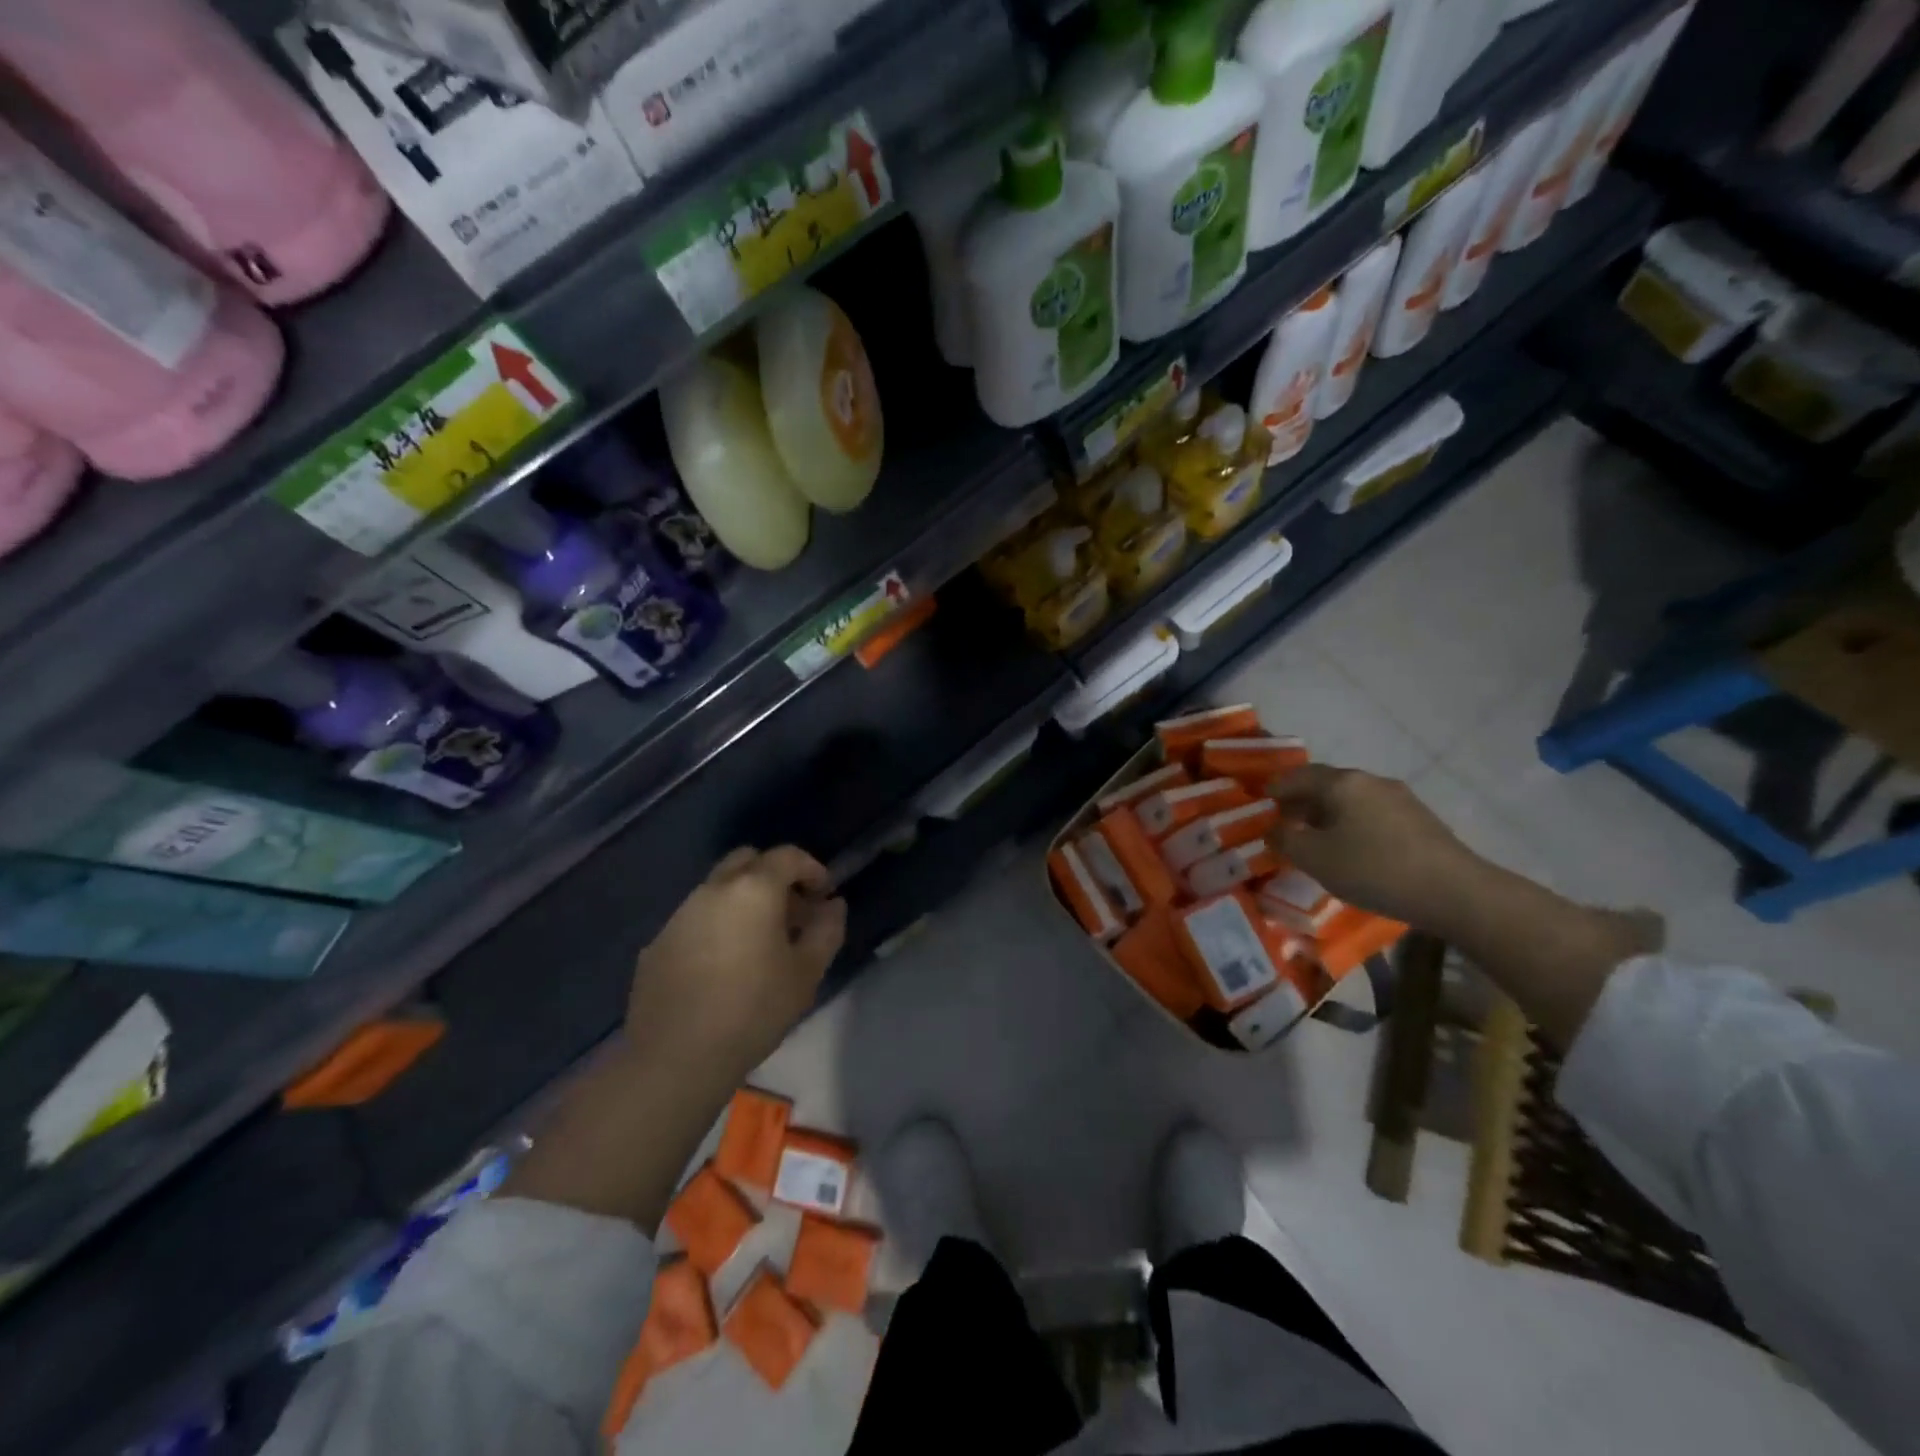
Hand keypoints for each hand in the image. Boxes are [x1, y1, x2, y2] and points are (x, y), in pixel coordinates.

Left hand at [626, 846, 845, 1079]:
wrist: (675, 1059)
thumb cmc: (753, 1011)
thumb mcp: (807, 973)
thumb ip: (827, 930)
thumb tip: (832, 905)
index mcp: (753, 889)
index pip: (787, 856)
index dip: (812, 869)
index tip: (824, 895)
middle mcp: (713, 890)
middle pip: (747, 861)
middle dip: (774, 875)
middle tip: (791, 912)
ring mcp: (679, 915)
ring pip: (718, 889)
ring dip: (743, 901)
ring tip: (759, 943)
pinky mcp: (657, 943)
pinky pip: (695, 919)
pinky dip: (716, 927)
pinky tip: (723, 967)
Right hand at [1268, 765, 1486, 929]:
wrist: (1455, 892)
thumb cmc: (1374, 869)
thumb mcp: (1314, 858)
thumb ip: (1285, 840)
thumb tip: (1274, 828)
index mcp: (1342, 783)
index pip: (1297, 776)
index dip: (1276, 788)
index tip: (1262, 802)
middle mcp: (1370, 781)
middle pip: (1326, 784)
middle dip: (1302, 801)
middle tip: (1286, 823)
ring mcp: (1400, 798)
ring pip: (1351, 799)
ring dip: (1329, 814)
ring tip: (1318, 840)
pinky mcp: (1420, 819)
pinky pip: (1373, 813)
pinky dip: (1353, 823)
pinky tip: (1354, 849)